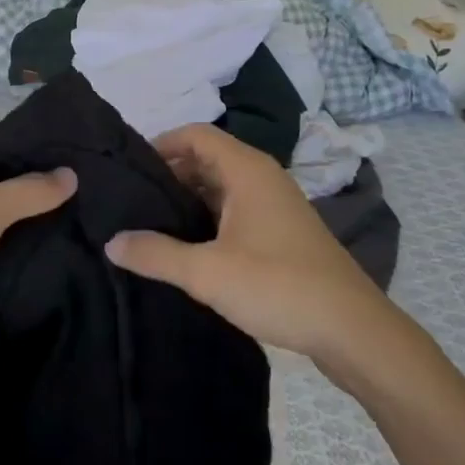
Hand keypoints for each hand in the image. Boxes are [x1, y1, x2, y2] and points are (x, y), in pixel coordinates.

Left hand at [0, 135, 75, 374]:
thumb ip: (28, 191)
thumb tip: (71, 173)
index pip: (1, 142)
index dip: (40, 152)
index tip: (85, 166)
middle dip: (35, 191)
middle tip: (88, 203)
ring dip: (20, 225)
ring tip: (75, 231)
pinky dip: (2, 252)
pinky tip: (39, 261)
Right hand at [106, 124, 388, 366]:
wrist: (353, 330)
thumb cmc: (279, 286)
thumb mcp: (208, 273)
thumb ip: (155, 254)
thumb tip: (110, 241)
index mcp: (247, 170)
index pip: (196, 134)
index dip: (161, 143)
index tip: (129, 168)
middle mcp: (262, 177)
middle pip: (207, 158)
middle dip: (169, 173)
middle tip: (131, 198)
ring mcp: (275, 204)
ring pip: (221, 186)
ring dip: (188, 197)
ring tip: (150, 221)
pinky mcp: (281, 231)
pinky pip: (235, 209)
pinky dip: (208, 216)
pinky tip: (188, 245)